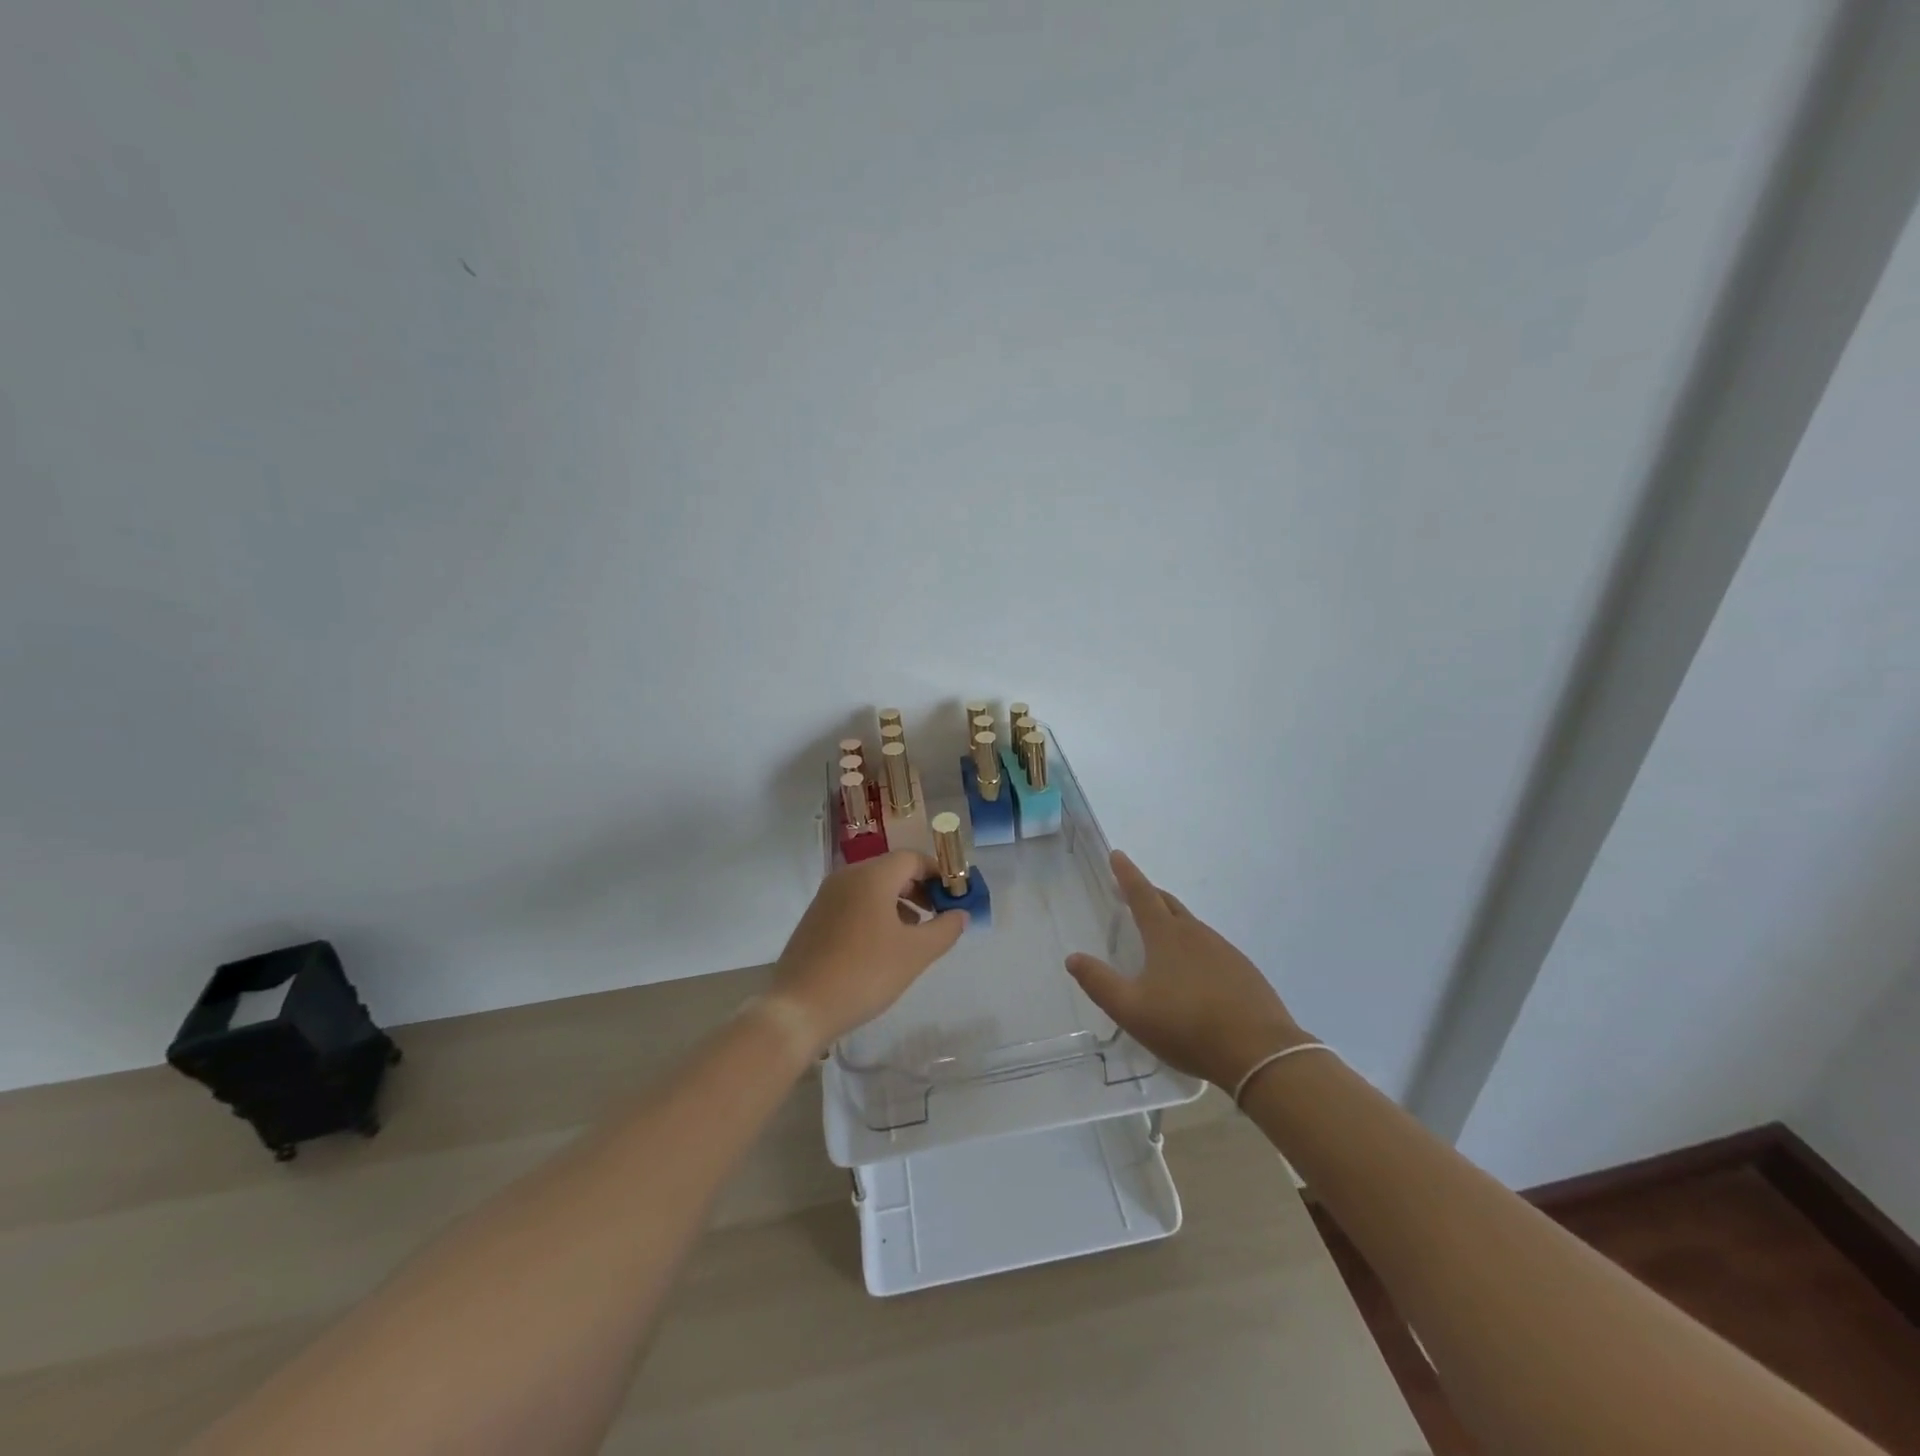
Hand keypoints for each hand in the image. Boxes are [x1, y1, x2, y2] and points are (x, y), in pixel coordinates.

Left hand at [770, 850, 967, 1051]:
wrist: (799, 1007)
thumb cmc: (864, 974)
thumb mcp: (915, 954)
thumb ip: (945, 929)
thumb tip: (961, 913)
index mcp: (871, 876)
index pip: (913, 858)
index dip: (938, 874)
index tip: (955, 898)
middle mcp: (847, 877)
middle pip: (892, 869)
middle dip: (920, 888)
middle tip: (938, 916)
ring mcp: (827, 896)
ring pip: (873, 886)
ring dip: (899, 902)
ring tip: (914, 933)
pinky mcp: (816, 917)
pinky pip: (855, 902)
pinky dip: (876, 912)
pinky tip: (884, 945)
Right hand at [1066, 851, 1310, 1090]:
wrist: (1259, 1053)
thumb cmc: (1187, 1027)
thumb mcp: (1131, 1010)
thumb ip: (1099, 983)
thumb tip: (1073, 958)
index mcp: (1166, 936)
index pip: (1142, 894)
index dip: (1127, 874)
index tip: (1117, 855)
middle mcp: (1196, 934)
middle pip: (1168, 904)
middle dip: (1147, 893)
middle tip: (1130, 892)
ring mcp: (1224, 951)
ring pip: (1191, 926)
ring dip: (1171, 920)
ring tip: (1158, 935)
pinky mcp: (1243, 971)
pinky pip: (1211, 948)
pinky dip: (1194, 947)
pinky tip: (1193, 972)